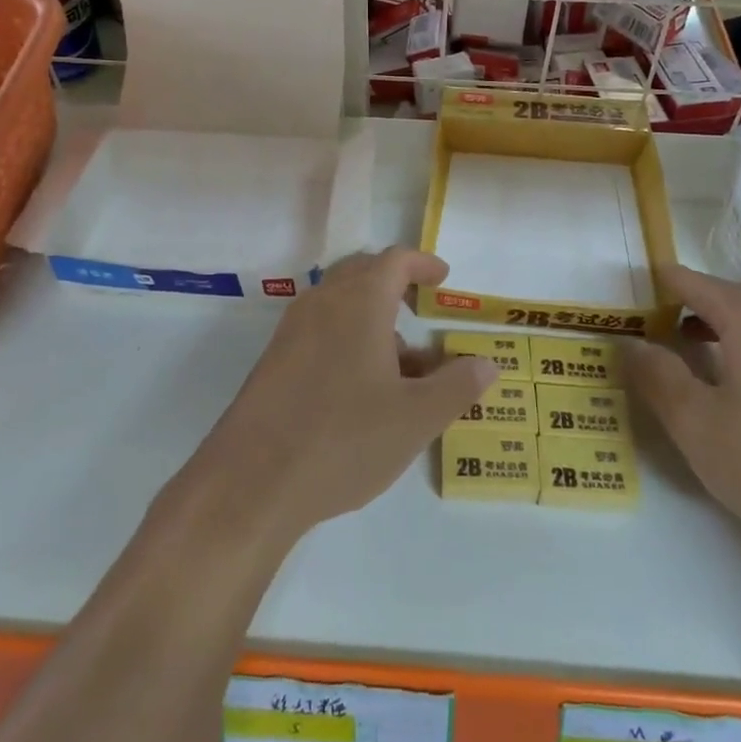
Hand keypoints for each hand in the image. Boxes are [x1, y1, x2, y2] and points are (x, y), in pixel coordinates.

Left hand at [188, 248, 493, 541]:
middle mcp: (322, 303)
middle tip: (421, 307)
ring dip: (373, 319)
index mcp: (359, 302)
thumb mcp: (416, 418)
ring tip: (404, 364)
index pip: (394, 261)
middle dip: (395, 285)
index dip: (422, 264)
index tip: (443, 278)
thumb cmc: (344, 439)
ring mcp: (292, 331)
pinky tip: (363, 388)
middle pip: (362, 273)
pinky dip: (348, 339)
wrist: (252, 481)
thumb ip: (457, 386)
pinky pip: (320, 330)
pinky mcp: (274, 360)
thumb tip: (488, 363)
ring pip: (340, 305)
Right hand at [625, 265, 740, 561]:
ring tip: (691, 372)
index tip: (624, 310)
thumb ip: (655, 374)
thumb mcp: (695, 423)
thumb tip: (630, 342)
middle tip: (650, 346)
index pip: (689, 281)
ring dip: (718, 339)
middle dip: (684, 316)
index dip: (653, 289)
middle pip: (724, 299)